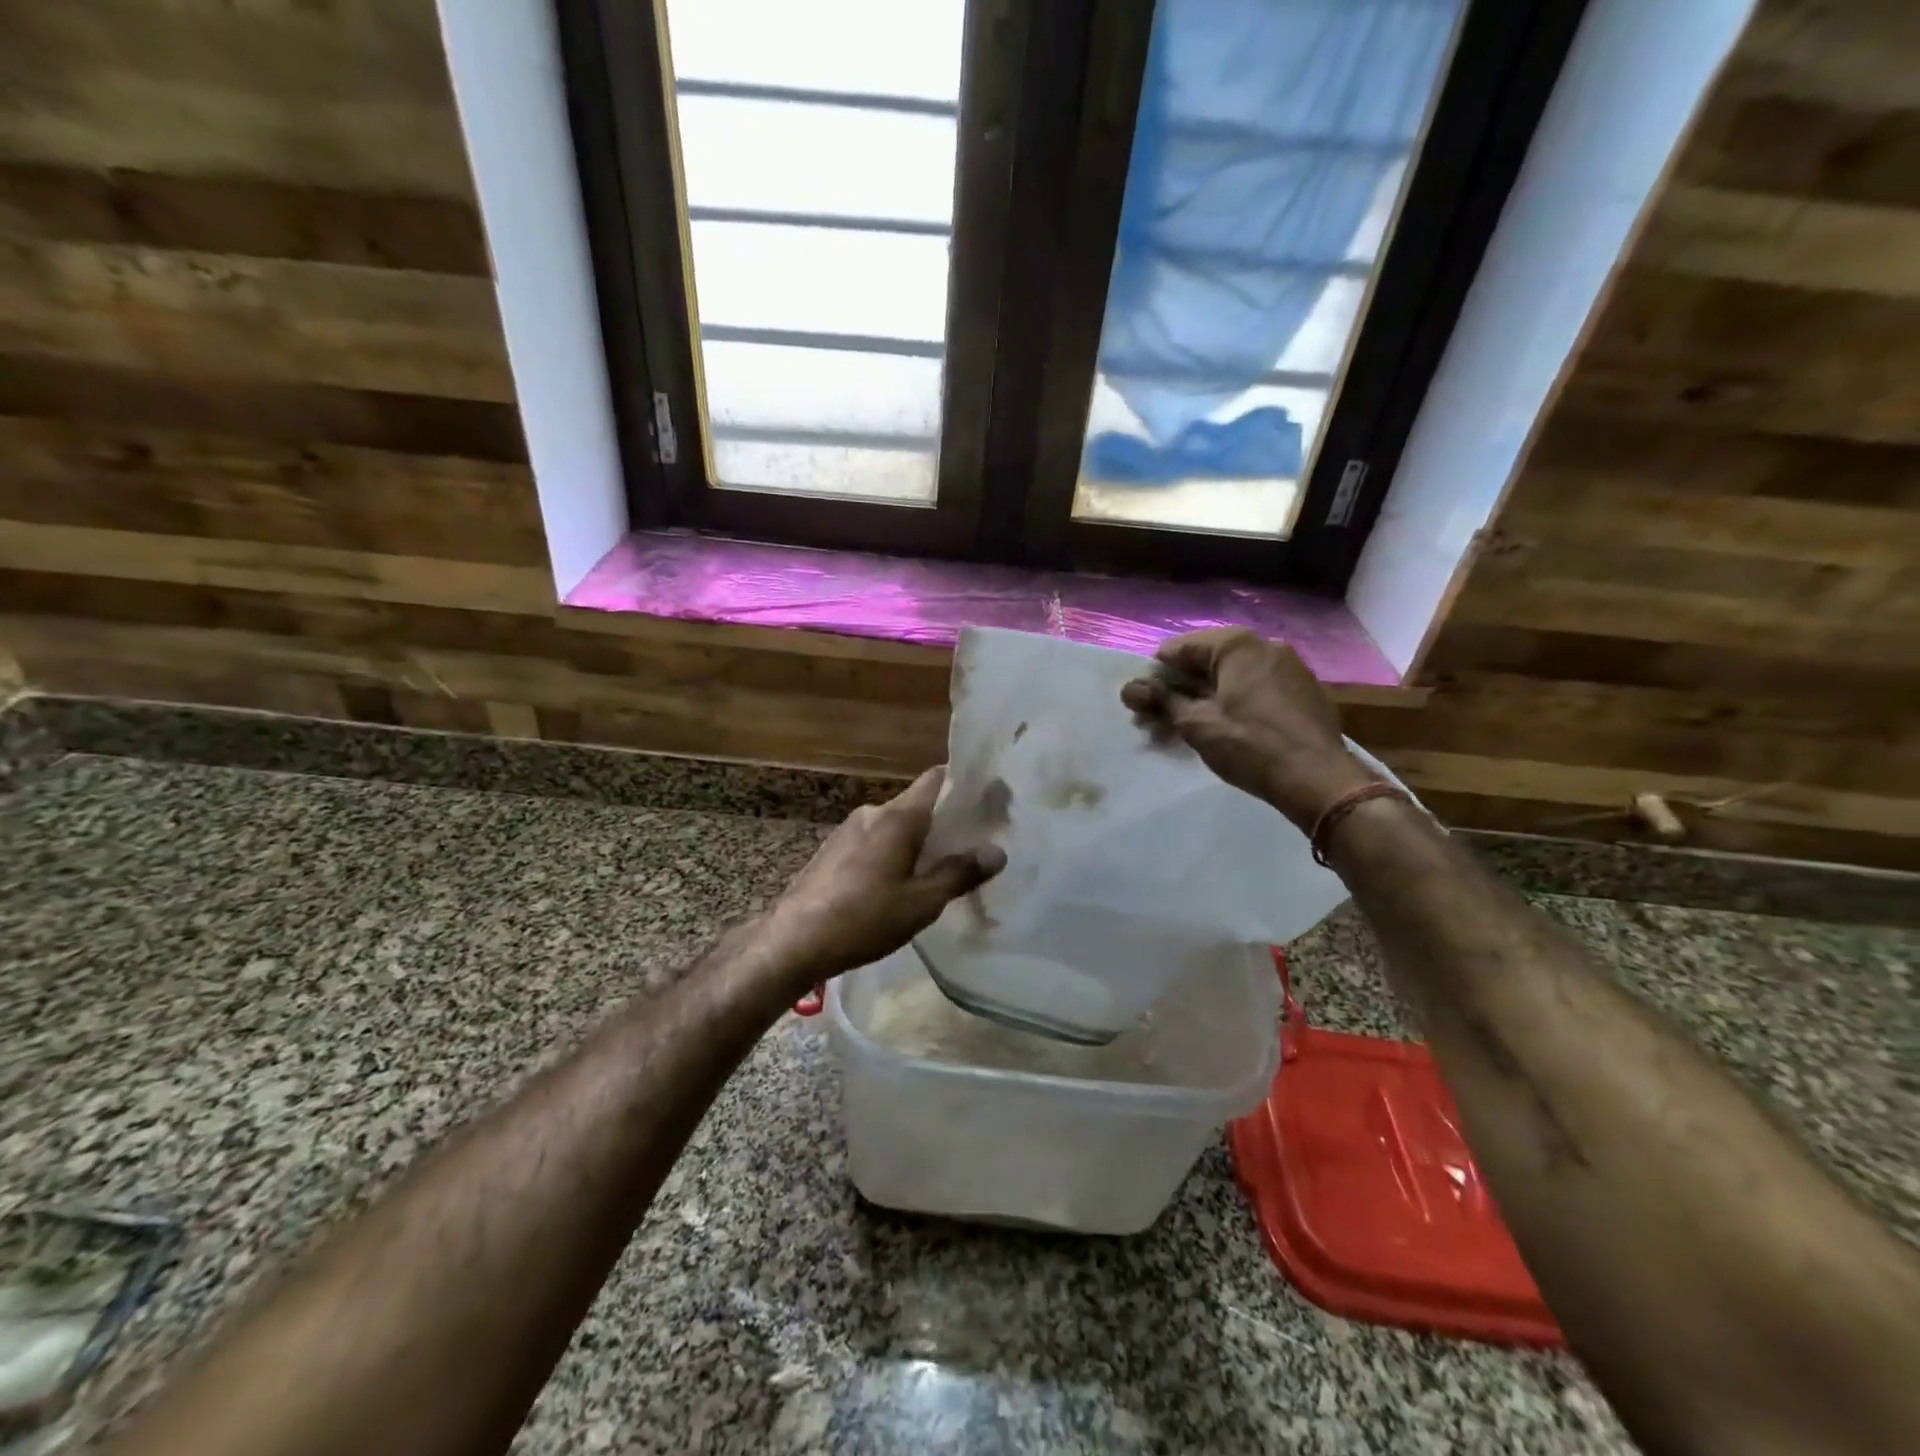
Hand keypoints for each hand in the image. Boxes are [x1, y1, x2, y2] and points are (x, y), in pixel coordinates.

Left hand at [757, 767, 1004, 985]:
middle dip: (946, 821)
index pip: (938, 778)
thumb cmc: (864, 919)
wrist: (793, 941)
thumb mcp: (922, 903)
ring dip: (919, 840)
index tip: (990, 800)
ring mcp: (848, 830)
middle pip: (919, 804)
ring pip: (896, 825)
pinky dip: (895, 851)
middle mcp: (873, 813)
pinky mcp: (833, 849)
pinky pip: (875, 840)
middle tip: (973, 845)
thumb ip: (960, 873)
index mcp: (898, 817)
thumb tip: (997, 851)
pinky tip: (899, 883)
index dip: (966, 784)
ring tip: (939, 869)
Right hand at [1120, 628, 1375, 830]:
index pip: (1179, 649)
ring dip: (1208, 695)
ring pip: (1234, 674)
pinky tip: (1232, 727)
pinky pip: (1258, 686)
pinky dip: (1237, 700)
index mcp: (1236, 644)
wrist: (1318, 778)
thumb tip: (1129, 688)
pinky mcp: (1305, 690)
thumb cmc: (1249, 745)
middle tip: (1163, 719)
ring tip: (1194, 726)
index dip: (1156, 675)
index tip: (1145, 704)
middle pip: (1208, 660)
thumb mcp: (1196, 724)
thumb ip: (1161, 701)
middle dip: (1182, 687)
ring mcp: (1290, 666)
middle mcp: (1265, 644)